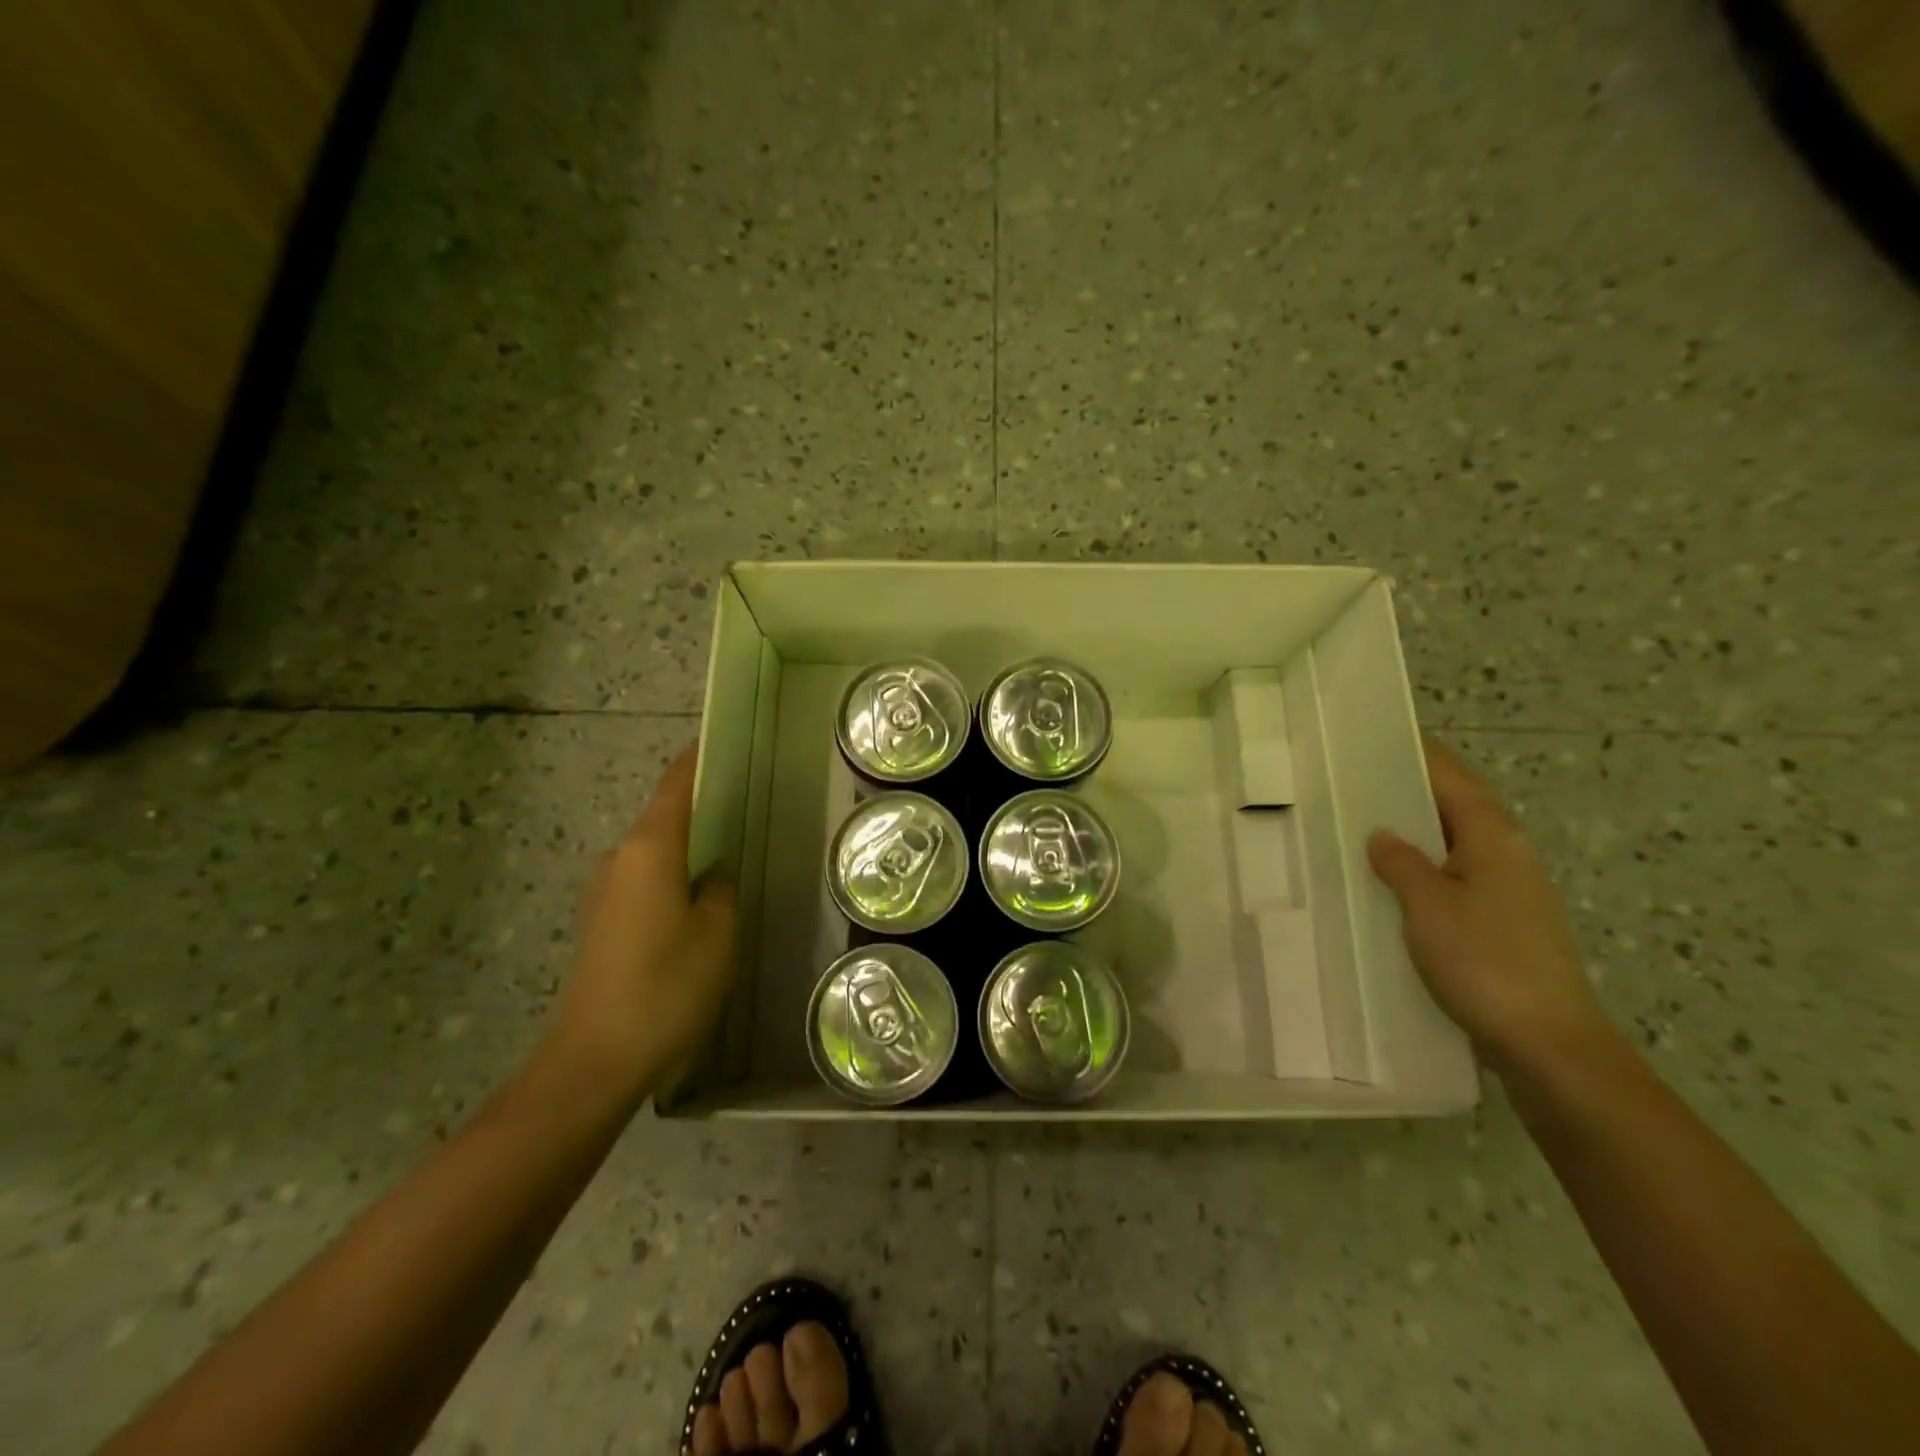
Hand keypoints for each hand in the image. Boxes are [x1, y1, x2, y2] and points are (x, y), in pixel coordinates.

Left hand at [546, 746, 736, 1095]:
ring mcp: (605, 890)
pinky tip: (701, 897)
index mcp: (650, 848)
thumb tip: (715, 870)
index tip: (728, 740)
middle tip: (749, 800)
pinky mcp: (602, 921)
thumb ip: (722, 887)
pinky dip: (674, 872)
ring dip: (689, 842)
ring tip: (732, 848)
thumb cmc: (666, 986)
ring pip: (656, 848)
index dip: (700, 758)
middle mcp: (620, 857)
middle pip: (665, 813)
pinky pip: (646, 878)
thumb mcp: (717, 933)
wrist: (594, 1060)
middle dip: (702, 803)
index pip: (676, 784)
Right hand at [1367, 736, 1611, 1071]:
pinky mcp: (1500, 923)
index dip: (1416, 752)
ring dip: (1411, 830)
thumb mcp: (1428, 905)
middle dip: (1407, 789)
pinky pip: (1451, 876)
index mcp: (1492, 837)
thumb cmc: (1485, 962)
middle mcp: (1505, 854)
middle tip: (1351, 777)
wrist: (1547, 1044)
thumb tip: (1383, 836)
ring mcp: (1507, 890)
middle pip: (1452, 805)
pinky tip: (1387, 881)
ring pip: (1450, 843)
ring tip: (1358, 823)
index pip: (1450, 776)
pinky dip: (1419, 866)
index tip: (1375, 733)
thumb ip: (1400, 862)